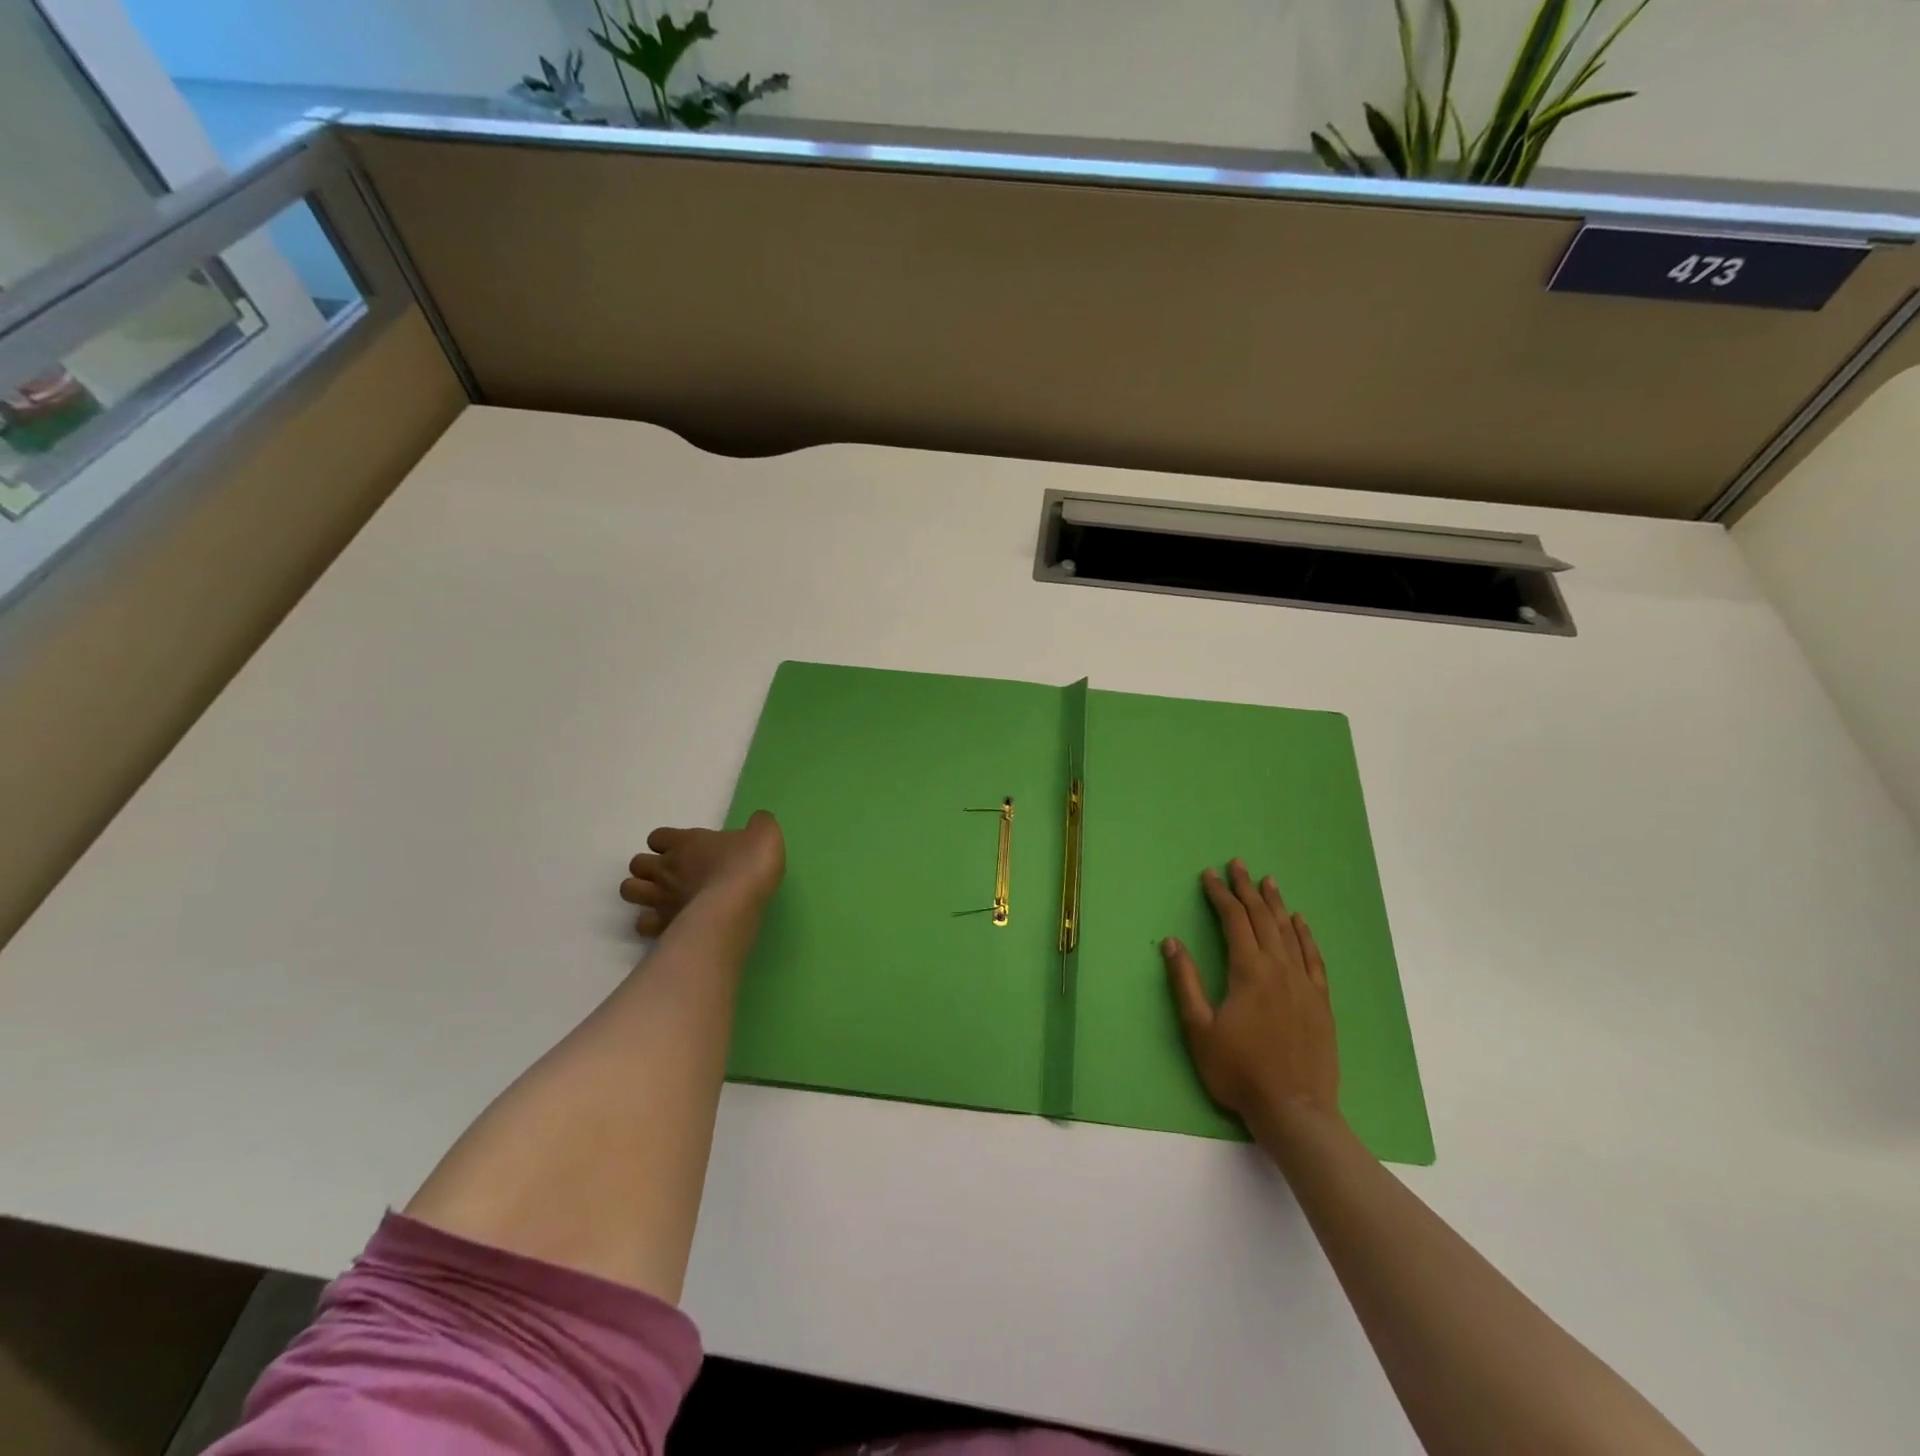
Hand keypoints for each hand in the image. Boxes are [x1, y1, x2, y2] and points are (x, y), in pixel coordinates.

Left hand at [620, 810, 784, 936]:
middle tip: (672, 875)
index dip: (667, 842)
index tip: (683, 849)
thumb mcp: (764, 835)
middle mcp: (666, 868)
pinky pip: (642, 923)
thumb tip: (760, 821)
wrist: (739, 902)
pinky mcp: (663, 925)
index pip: (658, 836)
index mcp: (685, 842)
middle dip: (648, 868)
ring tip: (661, 898)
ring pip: (629, 890)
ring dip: (641, 892)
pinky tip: (668, 923)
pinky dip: (650, 923)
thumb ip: (759, 826)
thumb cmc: (748, 864)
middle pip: (637, 863)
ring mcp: (661, 897)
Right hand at [1162, 859, 1341, 1134]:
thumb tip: (1171, 942)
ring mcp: (1304, 984)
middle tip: (1238, 865)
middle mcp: (1279, 968)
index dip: (1220, 895)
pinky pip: (1313, 957)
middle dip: (1247, 890)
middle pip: (1262, 919)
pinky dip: (1305, 935)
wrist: (1295, 1110)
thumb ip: (1185, 982)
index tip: (1209, 875)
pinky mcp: (1320, 1001)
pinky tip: (1300, 922)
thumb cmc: (1239, 1071)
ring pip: (1289, 932)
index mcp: (1249, 971)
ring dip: (1276, 904)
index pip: (1234, 921)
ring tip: (1268, 881)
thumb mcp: (1199, 1029)